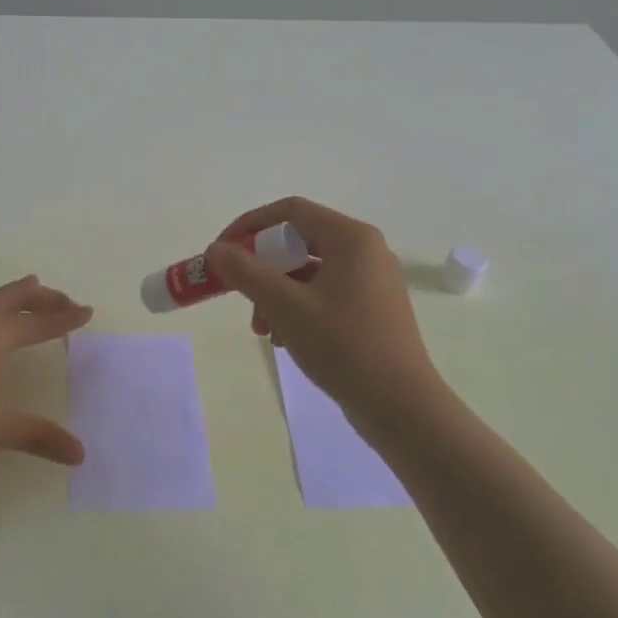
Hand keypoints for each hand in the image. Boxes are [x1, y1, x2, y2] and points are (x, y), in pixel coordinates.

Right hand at [207, 198, 443, 439]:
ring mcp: (371, 280)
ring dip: (276, 295)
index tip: (222, 252)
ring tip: (262, 330)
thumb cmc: (343, 347)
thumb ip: (245, 272)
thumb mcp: (285, 306)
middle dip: (262, 269)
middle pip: (298, 242)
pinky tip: (285, 340)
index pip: (289, 211)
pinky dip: (298, 309)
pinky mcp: (372, 308)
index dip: (249, 226)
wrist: (401, 406)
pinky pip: (324, 294)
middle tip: (238, 294)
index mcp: (351, 238)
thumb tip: (216, 250)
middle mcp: (365, 250)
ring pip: (308, 272)